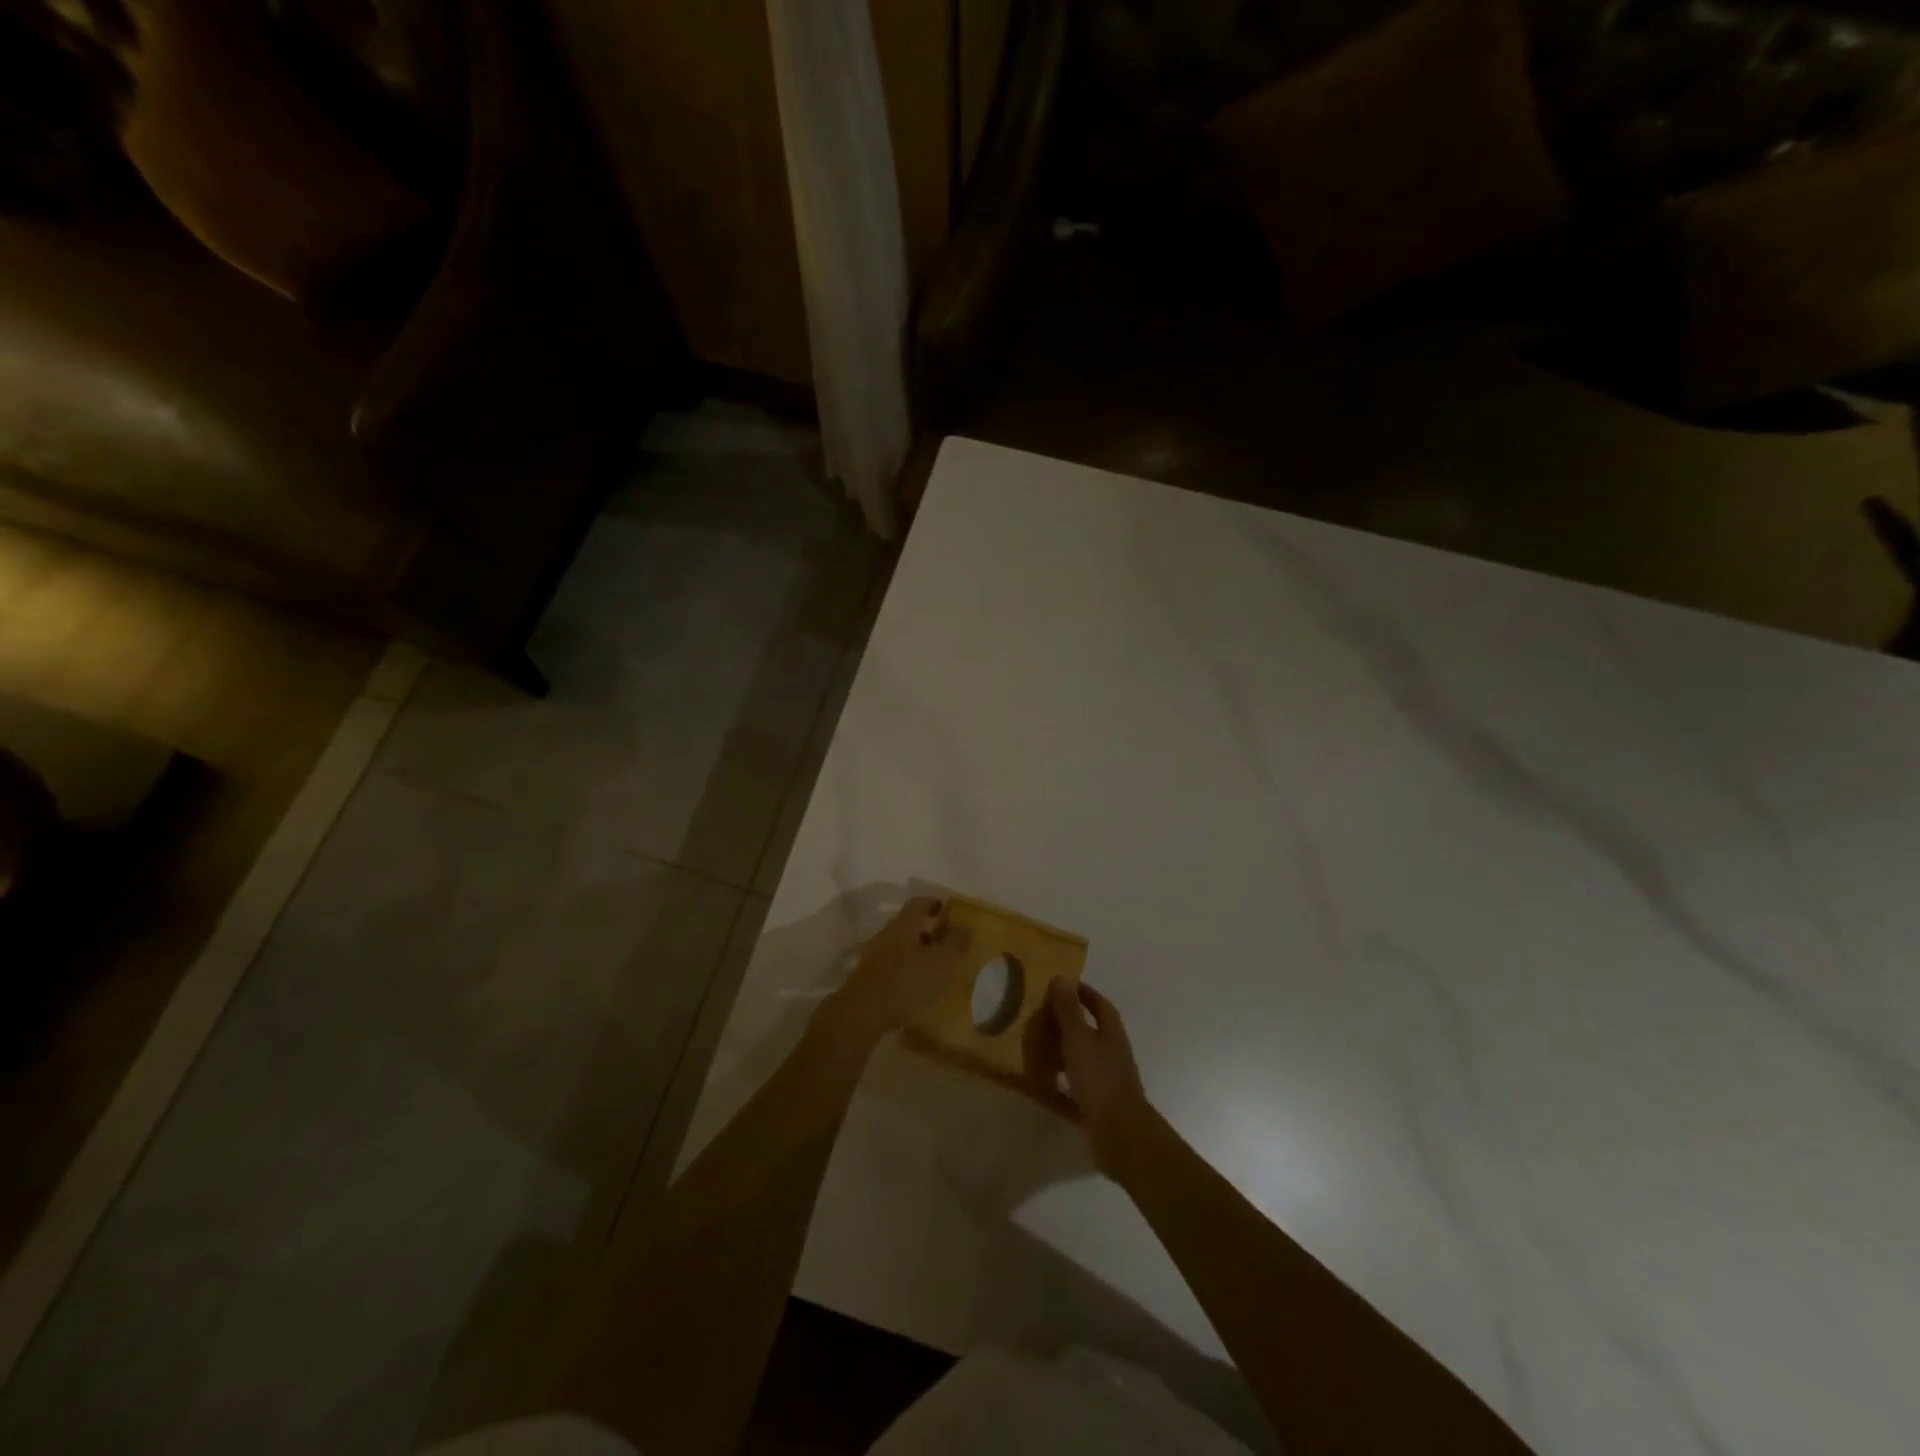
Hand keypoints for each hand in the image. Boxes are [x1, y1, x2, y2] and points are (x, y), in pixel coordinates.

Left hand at [816, 897, 972, 1053]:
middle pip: (908, 923)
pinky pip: (891, 963)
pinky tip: (915, 984)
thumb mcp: (940, 963)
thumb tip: (965, 926)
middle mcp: (887, 933)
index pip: (919, 903)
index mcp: (904, 924)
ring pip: (899, 944)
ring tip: (933, 965)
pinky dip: (905, 967)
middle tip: (945, 940)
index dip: (934, 904)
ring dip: (916, 949)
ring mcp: (874, 955)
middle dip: (927, 929)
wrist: (862, 1013)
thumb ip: (954, 944)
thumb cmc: (905, 982)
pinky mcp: (868, 976)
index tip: (947, 911)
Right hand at [1021, 978, 1151, 1176]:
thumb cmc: (1099, 1079)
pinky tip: (1039, 1088)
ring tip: (1036, 1049)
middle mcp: (1111, 1056)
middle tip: (1041, 1017)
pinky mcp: (1097, 1109)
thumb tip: (1062, 978)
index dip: (1084, 994)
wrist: (1121, 1136)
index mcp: (1111, 1035)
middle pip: (1091, 1033)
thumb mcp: (1079, 1039)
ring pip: (1082, 1062)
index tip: (1062, 986)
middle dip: (1069, 1023)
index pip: (1100, 1006)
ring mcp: (1106, 1084)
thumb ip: (1068, 1011)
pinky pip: (1074, 1092)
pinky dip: (1058, 1087)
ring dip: (1063, 1054)